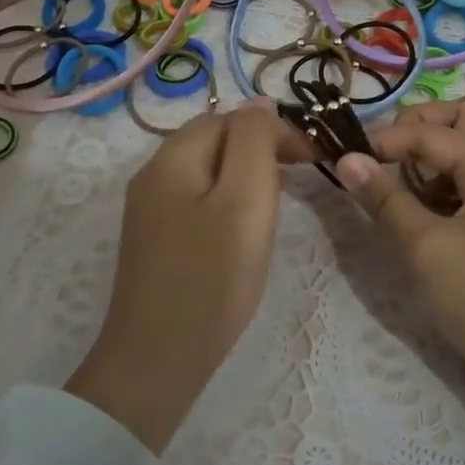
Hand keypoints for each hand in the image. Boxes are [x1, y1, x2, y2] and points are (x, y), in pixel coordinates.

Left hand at [66, 101, 297, 452]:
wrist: (157, 361)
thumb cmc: (211, 277)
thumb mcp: (245, 199)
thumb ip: (254, 142)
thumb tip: (259, 103)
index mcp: (172, 158)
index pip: (229, 118)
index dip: (274, 129)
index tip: (314, 157)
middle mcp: (153, 176)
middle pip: (214, 141)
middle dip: (260, 149)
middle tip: (301, 176)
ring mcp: (150, 211)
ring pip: (208, 172)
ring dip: (247, 175)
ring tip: (280, 199)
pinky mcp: (157, 242)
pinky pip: (198, 201)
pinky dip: (229, 202)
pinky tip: (246, 227)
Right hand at [336, 102, 464, 464]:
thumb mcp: (425, 248)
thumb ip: (384, 199)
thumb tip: (346, 158)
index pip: (433, 131)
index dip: (388, 138)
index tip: (347, 158)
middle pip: (459, 122)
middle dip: (415, 129)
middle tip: (380, 156)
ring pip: (462, 151)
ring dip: (425, 157)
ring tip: (395, 190)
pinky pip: (464, 183)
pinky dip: (436, 185)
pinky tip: (416, 215)